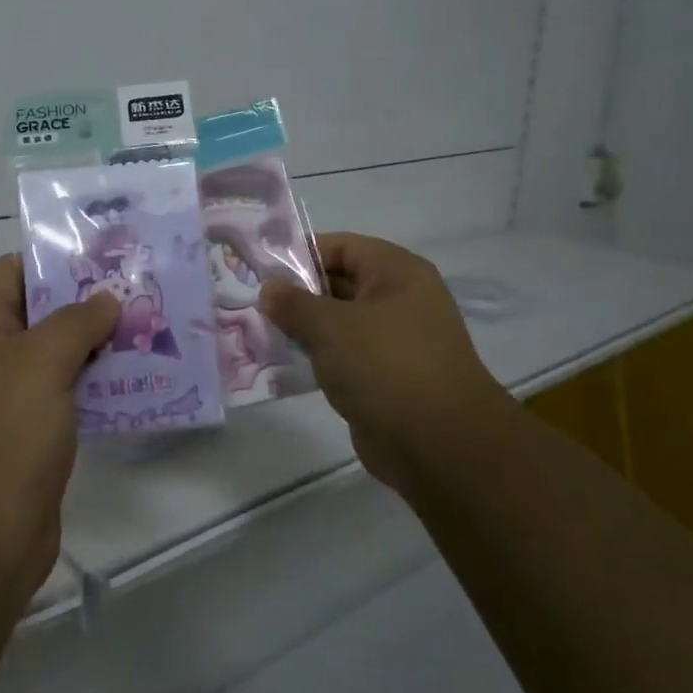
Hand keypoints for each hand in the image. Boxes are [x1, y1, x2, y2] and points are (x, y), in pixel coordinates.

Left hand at [0, 256, 117, 604]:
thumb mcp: (38, 363)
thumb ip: (75, 321)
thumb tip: (104, 300)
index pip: (11, 272)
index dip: (56, 260)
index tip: (109, 258)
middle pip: (38, 316)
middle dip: (89, 305)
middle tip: (144, 294)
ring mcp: (3, 405)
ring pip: (56, 361)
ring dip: (99, 349)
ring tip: (153, 333)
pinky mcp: (26, 443)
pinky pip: (65, 402)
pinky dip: (97, 390)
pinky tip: (139, 385)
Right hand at [262, 233, 507, 492]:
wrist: (440, 445)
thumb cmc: (386, 366)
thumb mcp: (330, 326)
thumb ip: (293, 303)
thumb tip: (269, 288)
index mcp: (396, 272)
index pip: (340, 246)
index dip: (299, 254)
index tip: (260, 271)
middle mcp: (399, 299)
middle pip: (338, 282)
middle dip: (296, 294)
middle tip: (252, 304)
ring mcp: (395, 340)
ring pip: (339, 322)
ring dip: (303, 329)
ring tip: (260, 333)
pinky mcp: (386, 376)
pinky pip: (344, 355)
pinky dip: (317, 358)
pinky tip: (283, 364)